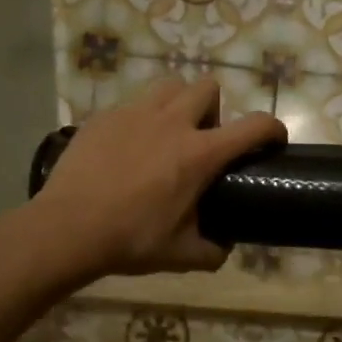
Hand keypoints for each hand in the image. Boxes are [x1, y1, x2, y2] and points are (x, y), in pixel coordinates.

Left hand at [34, 77, 285, 279]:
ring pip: (169, 86)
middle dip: (214, 109)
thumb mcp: (180, 255)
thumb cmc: (130, 240)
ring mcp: (134, 114)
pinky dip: (141, 119)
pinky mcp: (104, 117)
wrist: (67, 228)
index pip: (253, 126)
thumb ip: (211, 251)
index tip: (274, 140)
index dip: (272, 128)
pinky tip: (128, 148)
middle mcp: (172, 123)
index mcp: (199, 154)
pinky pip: (133, 104)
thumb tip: (223, 248)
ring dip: (179, 104)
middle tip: (203, 141)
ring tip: (167, 134)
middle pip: (208, 88)